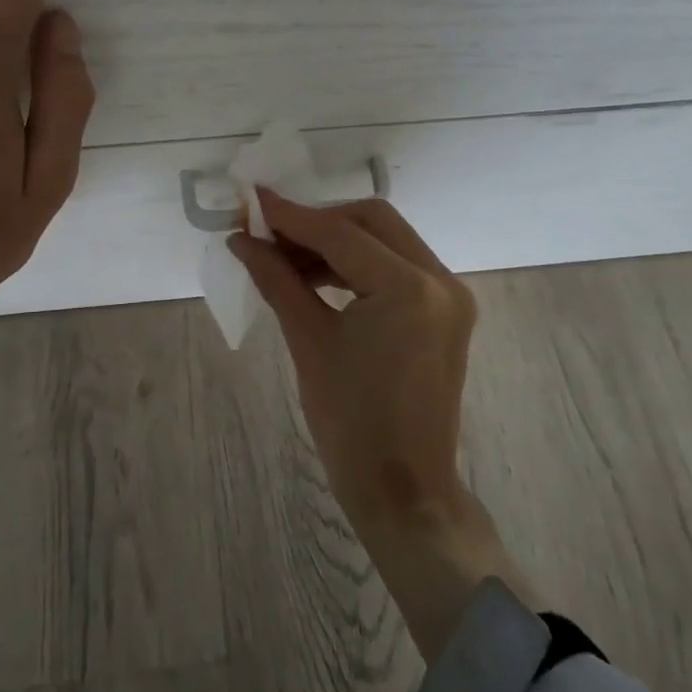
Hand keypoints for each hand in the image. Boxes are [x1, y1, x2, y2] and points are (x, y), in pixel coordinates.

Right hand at [231, 190, 539, 658]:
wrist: (404, 491)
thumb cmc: (350, 424)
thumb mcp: (309, 343)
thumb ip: (277, 279)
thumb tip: (242, 240)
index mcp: (409, 289)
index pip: (341, 233)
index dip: (291, 215)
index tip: (252, 200)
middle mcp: (440, 279)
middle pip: (372, 221)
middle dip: (318, 221)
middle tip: (270, 234)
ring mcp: (449, 294)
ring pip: (386, 239)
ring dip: (338, 241)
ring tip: (286, 258)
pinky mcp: (446, 310)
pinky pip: (398, 266)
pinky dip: (358, 264)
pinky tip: (318, 276)